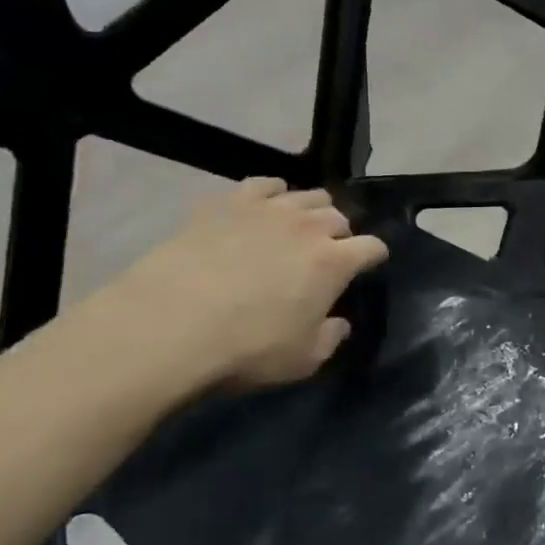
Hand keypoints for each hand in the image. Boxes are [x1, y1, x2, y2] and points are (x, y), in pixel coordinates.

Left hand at [92, 178, 388, 391]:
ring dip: (311, 210)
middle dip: (341, 233)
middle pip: (339, 217)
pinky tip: (264, 206)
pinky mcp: (227, 203)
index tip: (370, 265)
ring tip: (300, 227)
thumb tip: (339, 323)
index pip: (372, 247)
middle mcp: (308, 226)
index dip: (374, 256)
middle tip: (329, 252)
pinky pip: (262, 184)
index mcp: (334, 262)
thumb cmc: (247, 348)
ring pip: (306, 195)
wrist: (170, 325)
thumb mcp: (303, 360)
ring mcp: (267, 210)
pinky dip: (272, 193)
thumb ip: (330, 338)